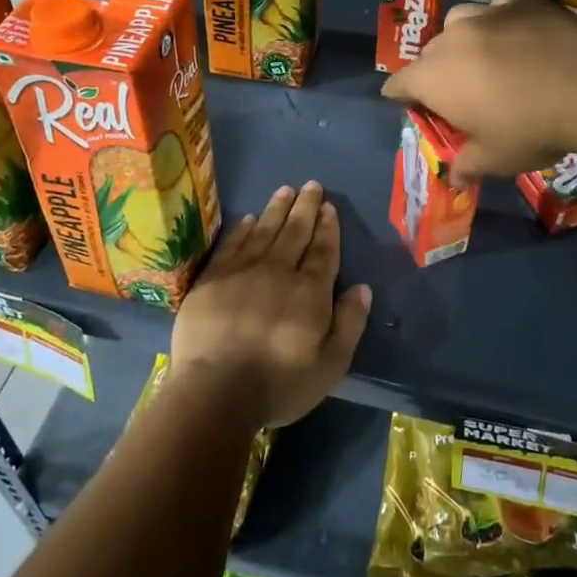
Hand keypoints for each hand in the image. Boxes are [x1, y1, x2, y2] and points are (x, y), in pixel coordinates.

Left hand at [170, 182, 372, 429]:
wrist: (216, 390)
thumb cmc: (279, 383)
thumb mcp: (331, 365)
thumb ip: (350, 323)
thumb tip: (363, 288)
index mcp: (310, 291)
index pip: (323, 250)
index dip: (328, 227)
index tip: (329, 206)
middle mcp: (278, 271)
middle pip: (295, 232)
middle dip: (306, 207)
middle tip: (312, 185)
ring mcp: (242, 271)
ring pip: (264, 230)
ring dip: (277, 209)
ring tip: (286, 190)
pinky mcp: (212, 278)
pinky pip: (232, 244)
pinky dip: (242, 229)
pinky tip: (248, 219)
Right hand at [382, 0, 576, 182]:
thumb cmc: (531, 130)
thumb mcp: (495, 159)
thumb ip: (467, 165)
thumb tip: (455, 179)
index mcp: (434, 78)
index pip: (399, 84)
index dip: (402, 97)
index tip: (414, 107)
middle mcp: (451, 39)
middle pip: (429, 53)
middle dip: (436, 72)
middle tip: (460, 93)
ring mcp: (486, 14)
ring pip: (460, 23)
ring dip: (464, 41)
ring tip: (487, 58)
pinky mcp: (520, 0)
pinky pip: (498, 7)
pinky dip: (501, 21)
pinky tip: (521, 35)